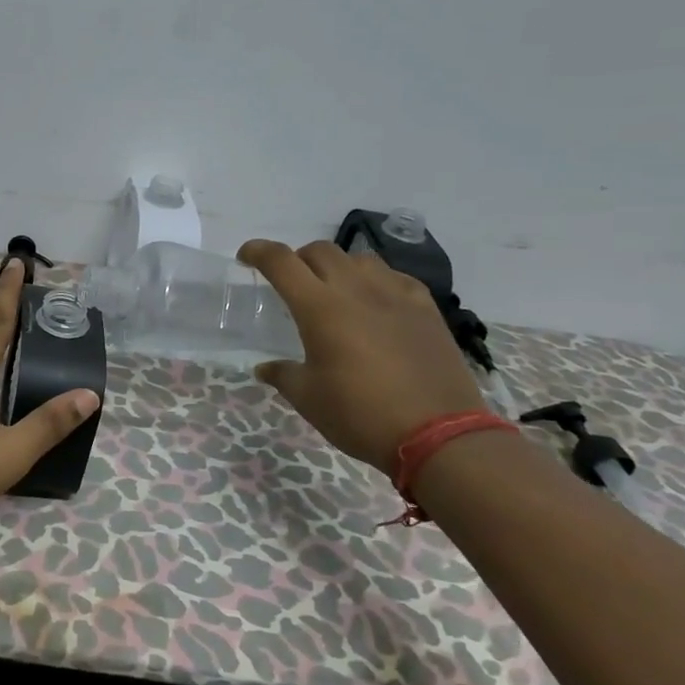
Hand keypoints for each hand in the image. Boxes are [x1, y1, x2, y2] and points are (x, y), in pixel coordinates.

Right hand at [238, 239, 484, 474]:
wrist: (438, 434)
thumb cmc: (361, 415)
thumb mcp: (309, 399)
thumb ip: (283, 375)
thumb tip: (264, 368)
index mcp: (320, 308)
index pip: (281, 262)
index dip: (258, 251)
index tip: (246, 256)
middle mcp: (356, 290)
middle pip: (319, 251)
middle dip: (297, 259)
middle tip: (291, 283)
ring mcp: (395, 295)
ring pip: (359, 258)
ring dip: (337, 266)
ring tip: (334, 291)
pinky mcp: (425, 308)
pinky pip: (394, 276)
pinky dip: (375, 280)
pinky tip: (376, 302)